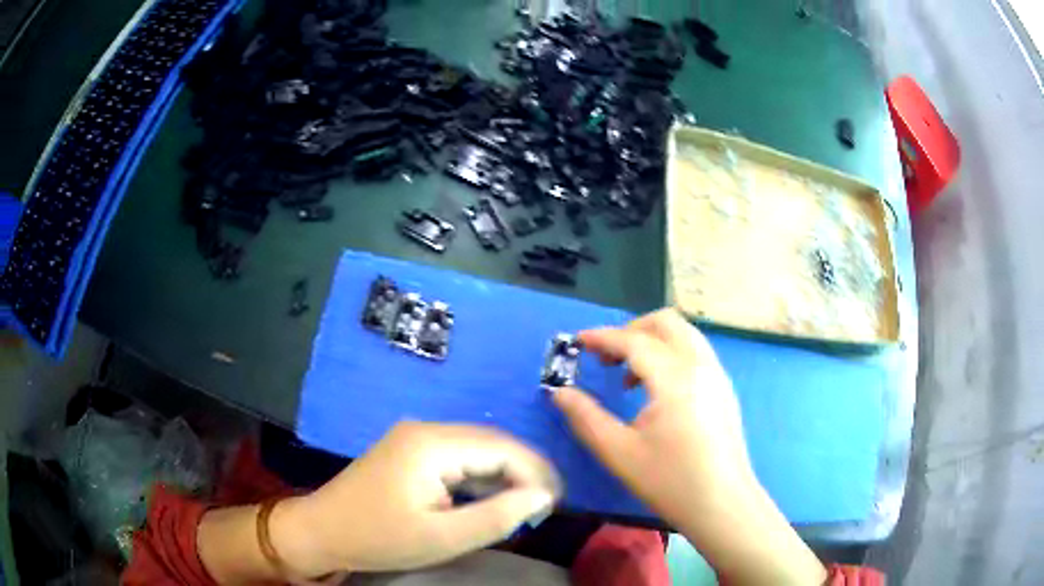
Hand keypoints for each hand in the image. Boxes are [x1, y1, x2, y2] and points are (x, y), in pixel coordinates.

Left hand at [270, 422, 560, 576]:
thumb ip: (497, 516)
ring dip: (503, 476)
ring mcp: (415, 437)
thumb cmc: (379, 538)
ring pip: (476, 450)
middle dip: (522, 473)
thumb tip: (542, 497)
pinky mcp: (409, 450)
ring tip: (524, 507)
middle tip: (543, 509)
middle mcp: (425, 429)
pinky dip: (479, 478)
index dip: (535, 473)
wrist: (322, 531)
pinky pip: (457, 458)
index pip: (501, 448)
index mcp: (431, 444)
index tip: (555, 504)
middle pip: (490, 444)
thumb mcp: (443, 538)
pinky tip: (489, 500)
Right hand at [551, 309, 825, 584]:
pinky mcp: (724, 389)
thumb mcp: (619, 452)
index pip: (634, 340)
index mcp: (675, 378)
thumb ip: (586, 417)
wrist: (723, 504)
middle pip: (666, 322)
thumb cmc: (670, 481)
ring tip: (628, 376)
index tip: (577, 342)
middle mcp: (700, 365)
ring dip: (652, 341)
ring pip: (684, 334)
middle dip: (631, 330)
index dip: (602, 337)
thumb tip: (560, 392)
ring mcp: (717, 375)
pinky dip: (671, 354)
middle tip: (606, 358)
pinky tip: (657, 391)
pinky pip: (695, 352)